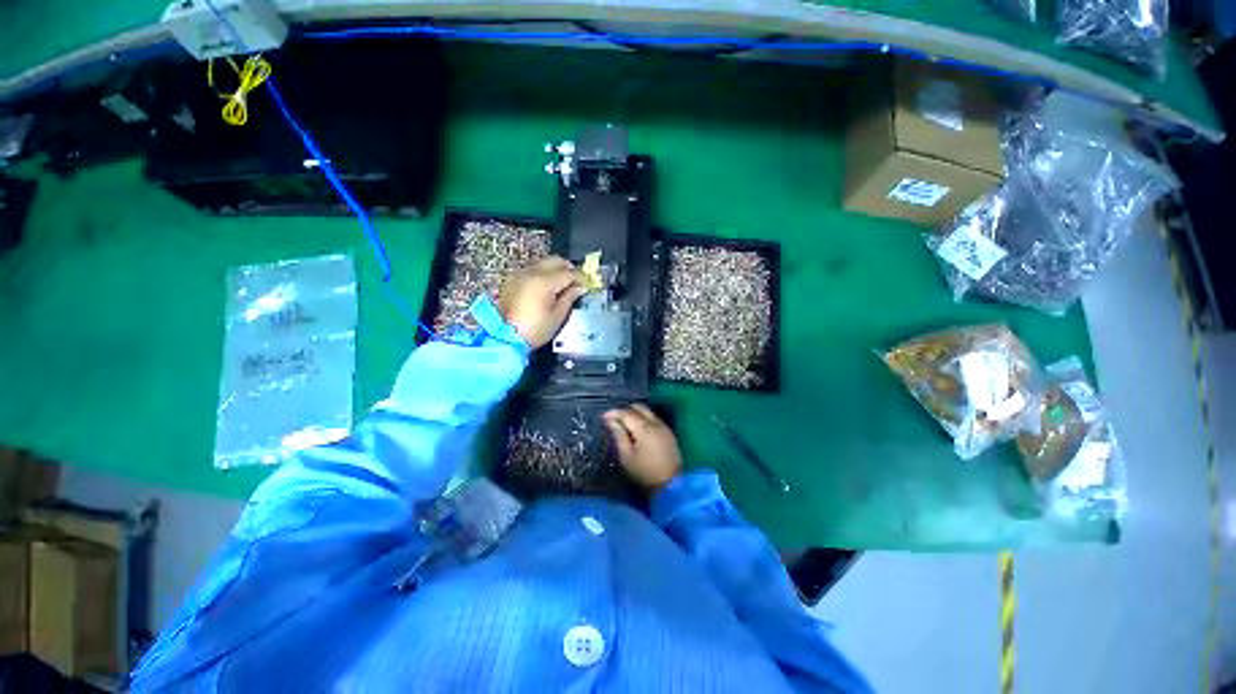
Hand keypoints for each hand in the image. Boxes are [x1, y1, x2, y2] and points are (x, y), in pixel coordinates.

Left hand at [499, 256, 586, 348]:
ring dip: (555, 270)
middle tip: (577, 281)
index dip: (581, 278)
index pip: (569, 272)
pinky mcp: (512, 281)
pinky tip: (548, 288)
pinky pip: (532, 270)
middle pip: (555, 260)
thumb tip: (579, 288)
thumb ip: (570, 297)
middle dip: (569, 268)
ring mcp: (520, 275)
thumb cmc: (534, 330)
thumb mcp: (558, 316)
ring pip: (543, 263)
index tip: (587, 285)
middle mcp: (531, 273)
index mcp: (544, 281)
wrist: (504, 338)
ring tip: (563, 285)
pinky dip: (543, 274)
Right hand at [602, 404, 682, 492]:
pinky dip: (644, 419)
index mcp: (644, 428)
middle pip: (639, 408)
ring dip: (635, 414)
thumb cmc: (645, 473)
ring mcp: (664, 427)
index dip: (614, 413)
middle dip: (625, 410)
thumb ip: (619, 436)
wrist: (671, 485)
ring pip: (648, 412)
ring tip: (625, 424)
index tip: (604, 417)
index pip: (627, 413)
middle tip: (615, 419)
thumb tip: (611, 421)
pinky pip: (654, 419)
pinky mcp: (669, 433)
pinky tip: (638, 430)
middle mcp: (656, 423)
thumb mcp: (627, 457)